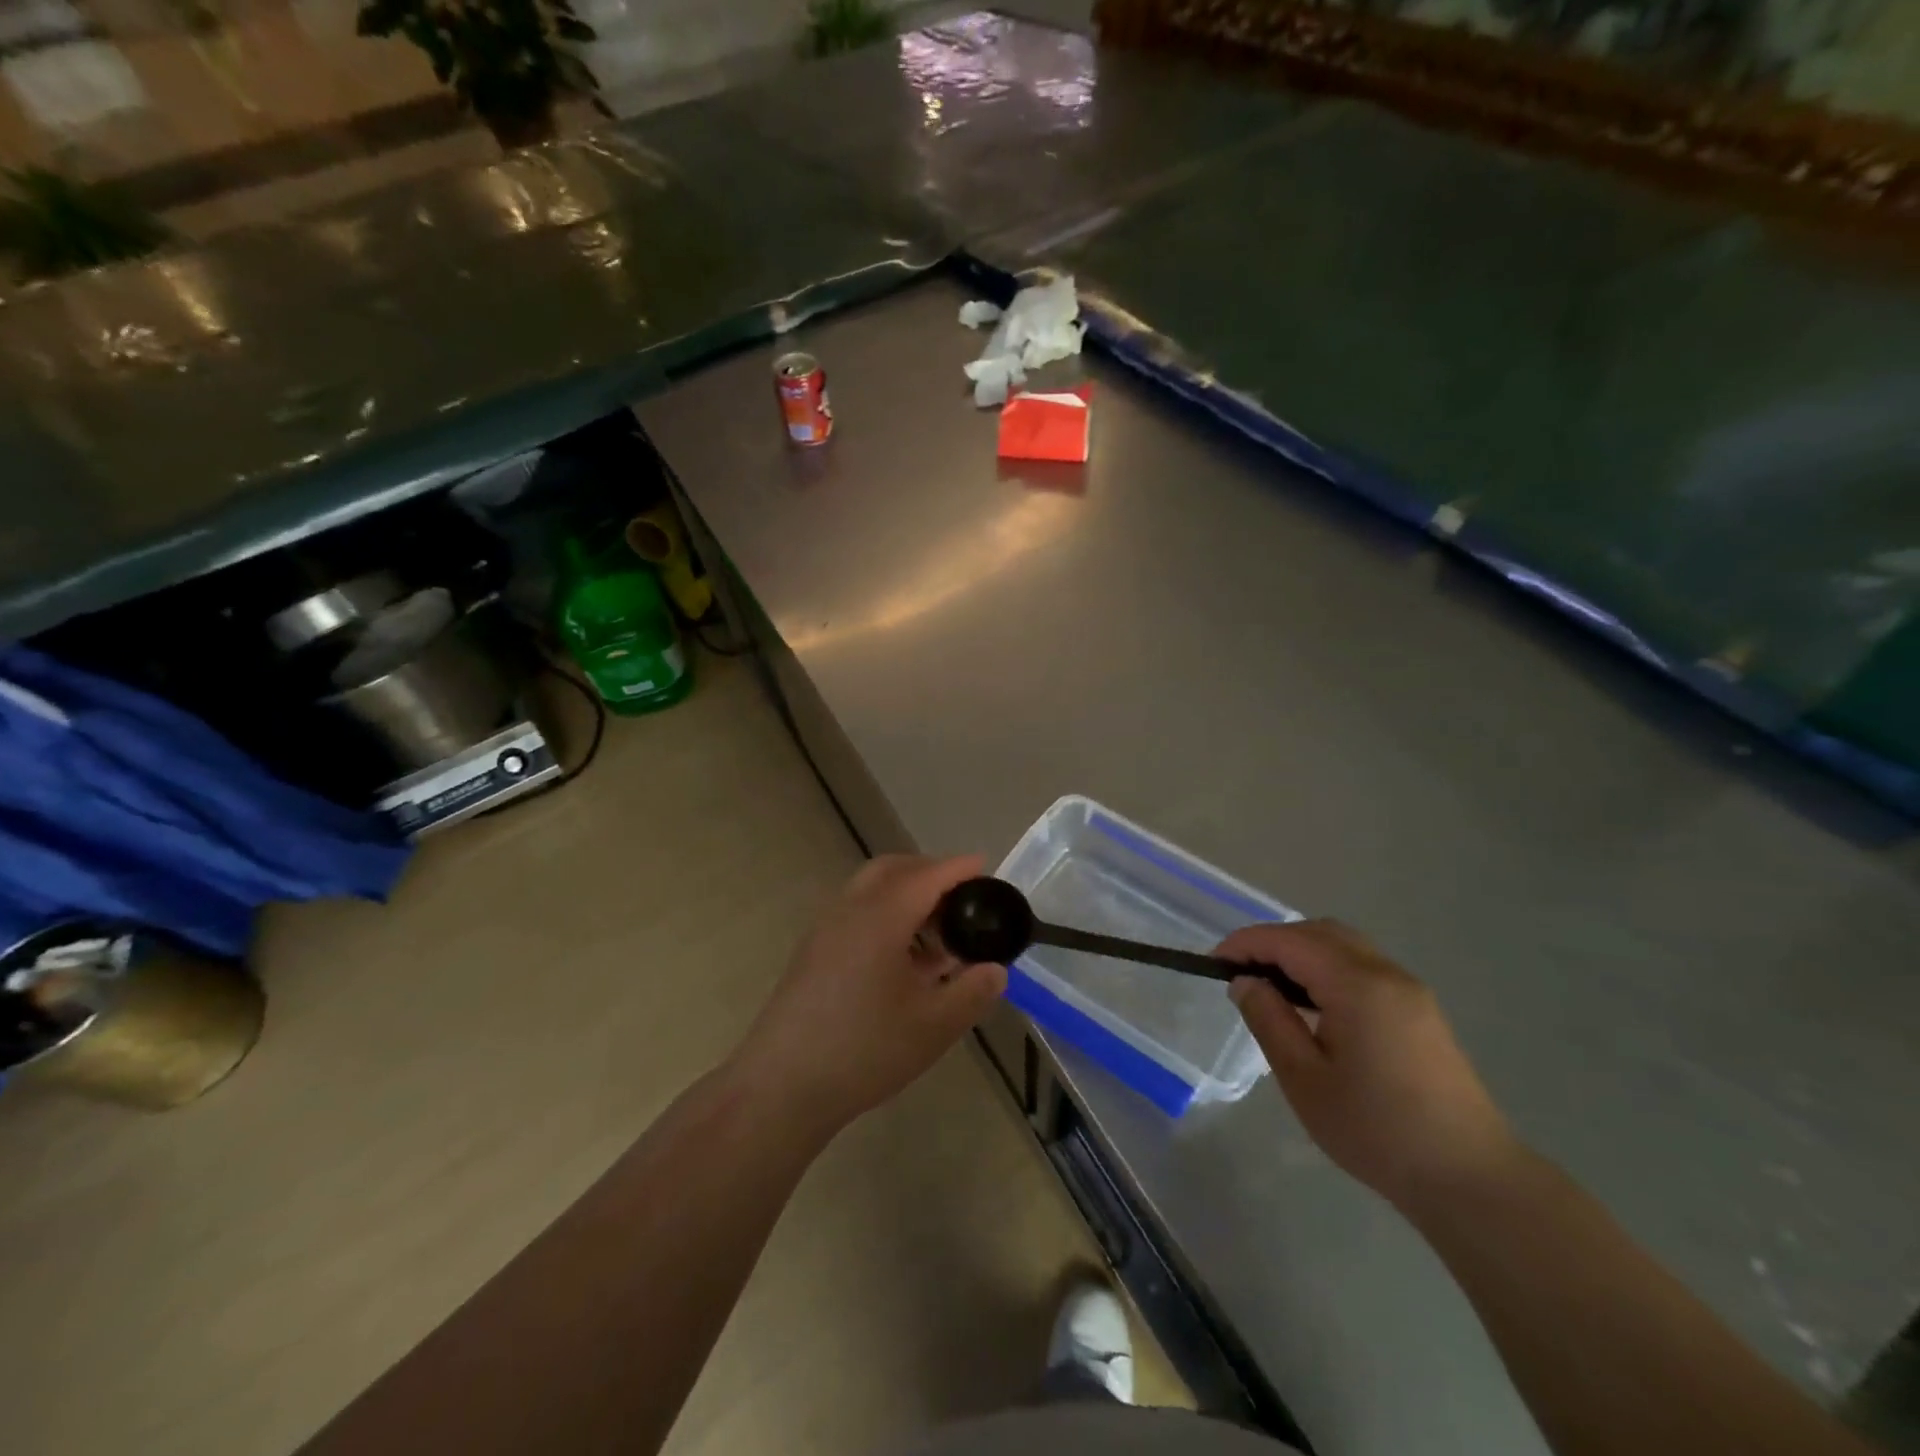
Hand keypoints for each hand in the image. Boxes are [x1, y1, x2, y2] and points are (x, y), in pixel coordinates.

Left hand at [730, 855, 1007, 1138]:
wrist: (782, 1086)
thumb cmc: (864, 1050)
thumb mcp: (934, 1026)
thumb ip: (972, 991)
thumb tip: (995, 969)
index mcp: (881, 917)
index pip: (927, 876)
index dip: (958, 868)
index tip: (984, 865)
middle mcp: (850, 910)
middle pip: (893, 869)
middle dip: (929, 872)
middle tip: (961, 898)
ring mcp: (825, 929)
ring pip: (870, 889)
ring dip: (905, 894)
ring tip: (936, 935)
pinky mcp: (813, 951)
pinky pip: (855, 911)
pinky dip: (885, 913)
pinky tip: (902, 959)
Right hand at [1217, 920, 1518, 1209]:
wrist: (1471, 1179)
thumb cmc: (1377, 1131)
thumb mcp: (1305, 1080)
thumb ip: (1270, 1021)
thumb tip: (1246, 982)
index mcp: (1357, 986)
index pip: (1289, 941)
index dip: (1246, 943)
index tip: (1214, 963)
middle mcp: (1386, 973)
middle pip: (1319, 931)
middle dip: (1273, 941)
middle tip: (1242, 973)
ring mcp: (1409, 990)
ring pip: (1344, 945)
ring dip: (1302, 952)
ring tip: (1273, 987)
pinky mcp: (1420, 1009)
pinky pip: (1363, 966)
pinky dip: (1328, 967)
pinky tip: (1314, 1004)